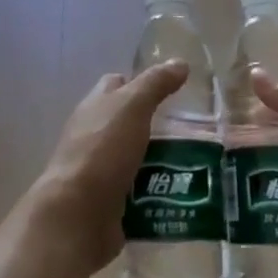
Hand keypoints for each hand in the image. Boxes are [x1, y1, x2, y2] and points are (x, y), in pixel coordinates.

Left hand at [24, 62, 190, 270]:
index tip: (174, 90)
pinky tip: (185, 193)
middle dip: (160, 126)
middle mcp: (94, 135)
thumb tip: (180, 62)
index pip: (117, 84)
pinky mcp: (111, 202)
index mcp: (95, 107)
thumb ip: (155, 84)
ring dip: (164, 162)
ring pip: (138, 158)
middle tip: (197, 131)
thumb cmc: (103, 151)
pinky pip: (141, 192)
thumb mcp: (132, 107)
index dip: (142, 82)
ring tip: (199, 164)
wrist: (78, 215)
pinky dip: (160, 193)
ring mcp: (101, 170)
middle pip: (130, 123)